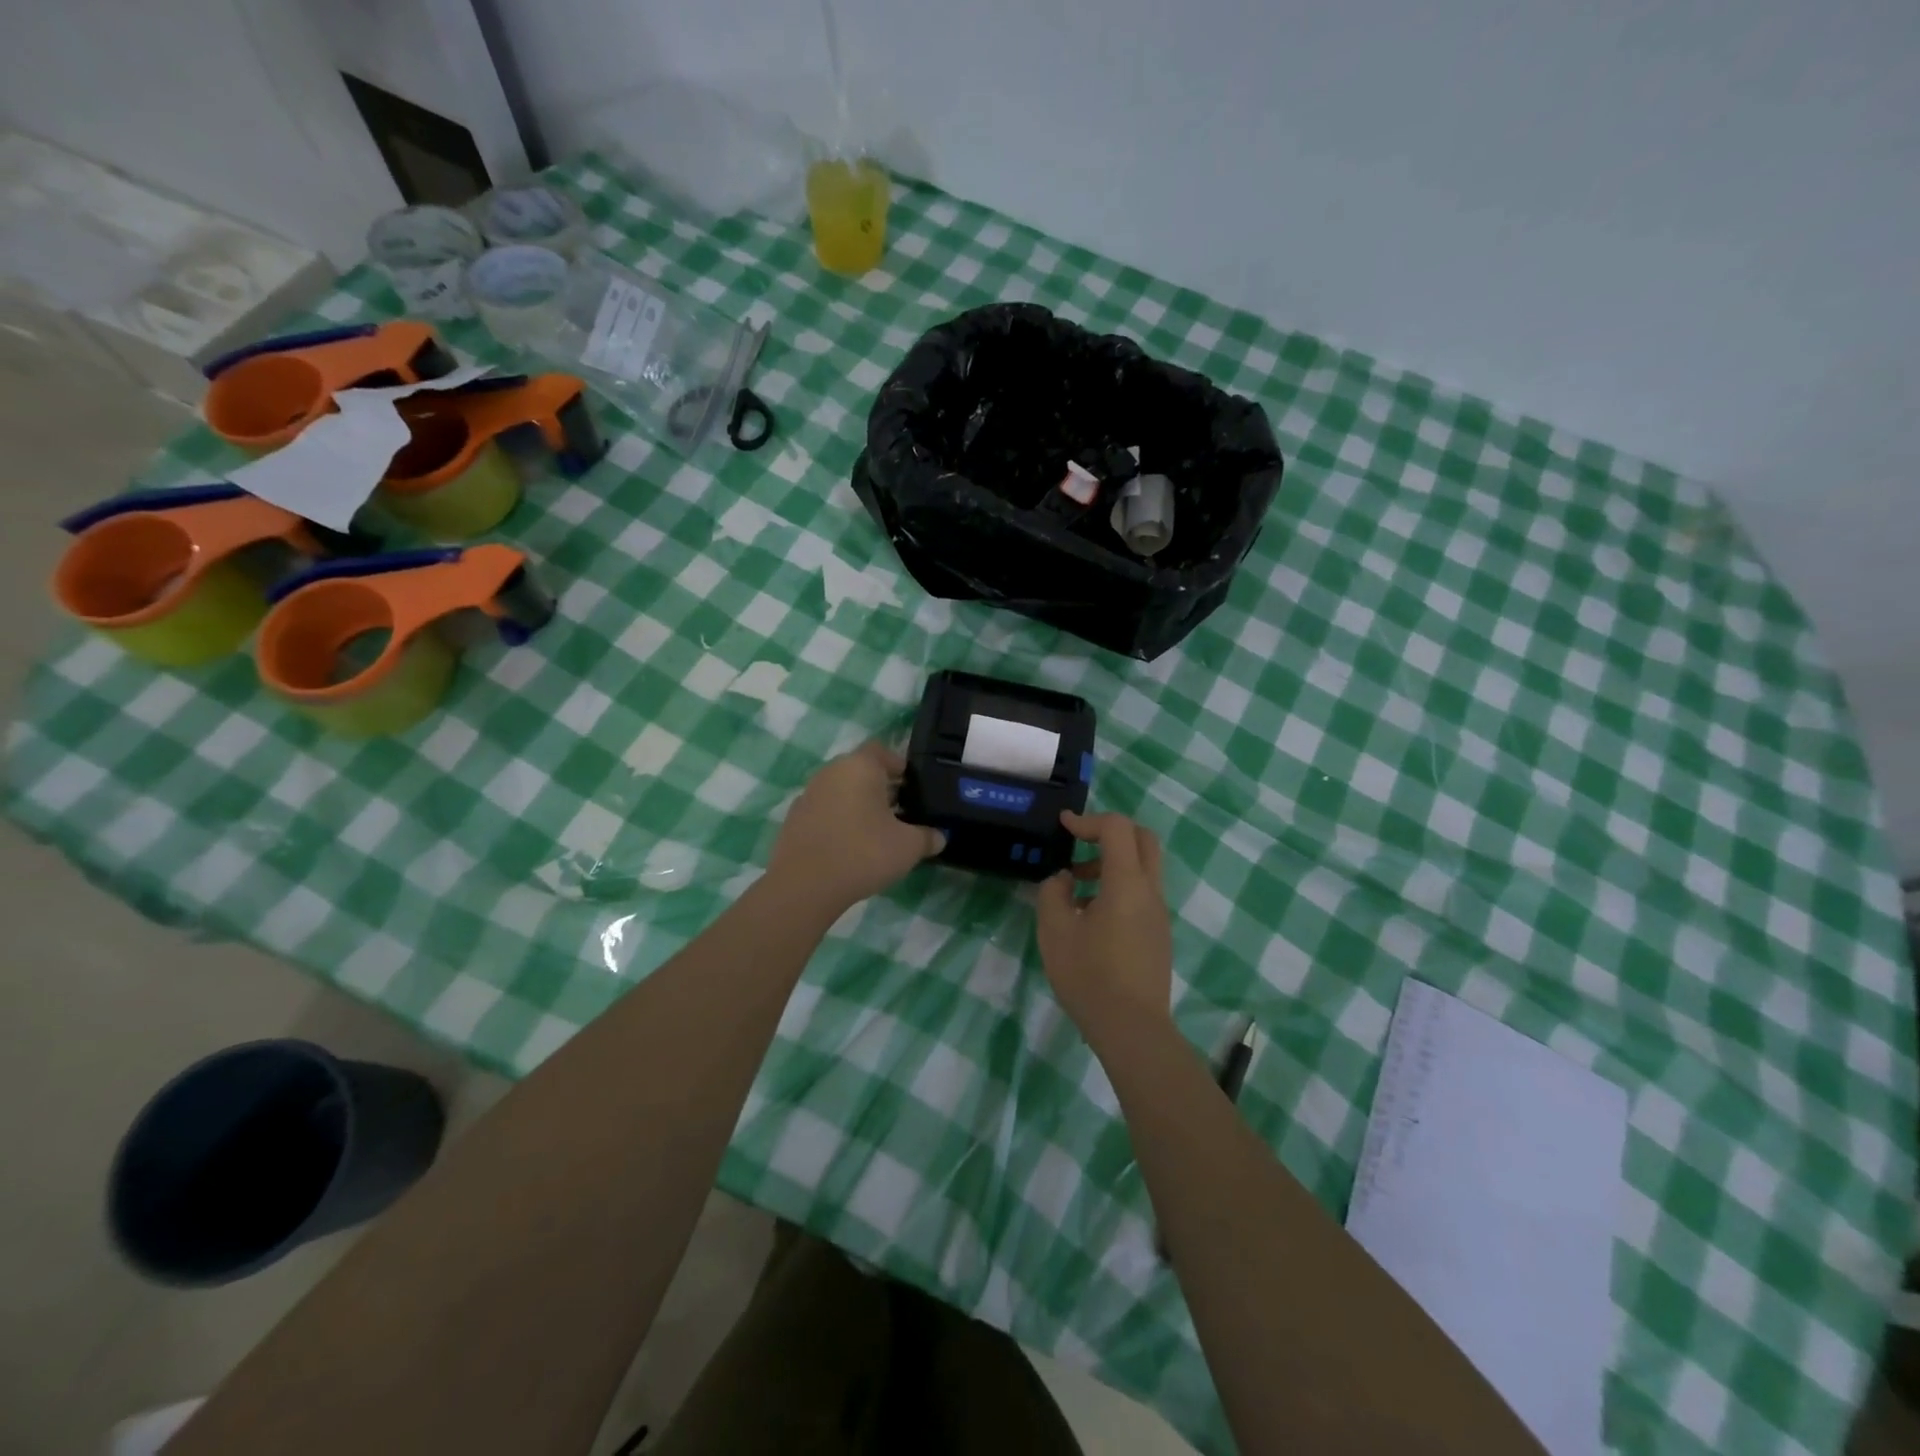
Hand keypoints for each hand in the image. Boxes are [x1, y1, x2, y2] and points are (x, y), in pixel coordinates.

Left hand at [766, 742, 945, 913]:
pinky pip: (825, 811)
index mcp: (860, 766)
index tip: (914, 788)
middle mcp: (831, 772)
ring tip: (877, 832)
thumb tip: (939, 836)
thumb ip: (928, 837)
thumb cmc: (864, 853)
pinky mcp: (794, 819)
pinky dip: (838, 821)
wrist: (805, 886)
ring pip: (841, 791)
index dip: (899, 766)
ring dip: (858, 804)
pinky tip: (850, 847)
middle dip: (881, 787)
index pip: (882, 751)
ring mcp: (808, 794)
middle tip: (901, 812)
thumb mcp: (908, 847)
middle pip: (861, 770)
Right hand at [1036, 810, 1172, 1035]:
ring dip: (1112, 863)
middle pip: (1142, 839)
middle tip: (1080, 845)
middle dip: (1110, 832)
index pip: (1117, 828)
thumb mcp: (1055, 931)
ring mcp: (1159, 913)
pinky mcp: (1159, 934)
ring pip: (1144, 867)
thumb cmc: (1089, 976)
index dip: (1088, 820)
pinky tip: (1091, 915)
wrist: (1132, 1029)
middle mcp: (1150, 891)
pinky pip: (1142, 893)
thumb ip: (1053, 893)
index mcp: (1127, 883)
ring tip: (1076, 888)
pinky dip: (1119, 886)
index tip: (1063, 827)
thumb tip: (1063, 880)